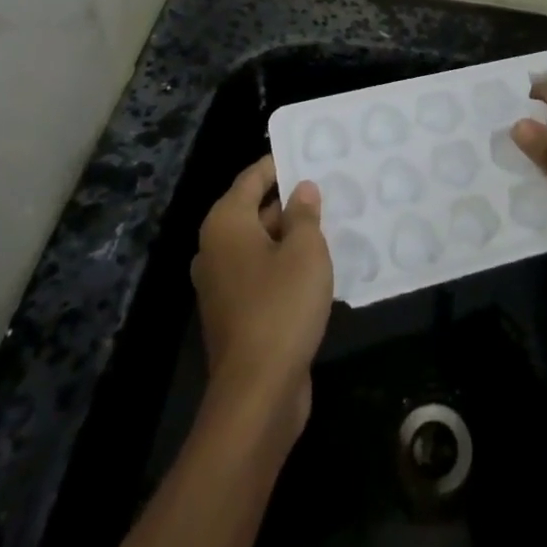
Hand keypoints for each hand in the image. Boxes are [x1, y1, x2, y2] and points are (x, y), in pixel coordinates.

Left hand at [191, 156, 333, 440]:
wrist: (257, 394)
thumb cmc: (281, 307)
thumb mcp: (306, 251)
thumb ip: (305, 214)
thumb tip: (301, 190)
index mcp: (226, 224)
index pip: (252, 178)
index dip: (279, 164)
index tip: (309, 153)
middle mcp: (215, 249)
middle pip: (254, 210)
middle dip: (289, 200)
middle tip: (328, 188)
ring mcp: (222, 285)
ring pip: (260, 244)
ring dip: (291, 235)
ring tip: (330, 223)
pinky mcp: (235, 314)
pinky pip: (261, 274)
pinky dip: (284, 265)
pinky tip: (318, 267)